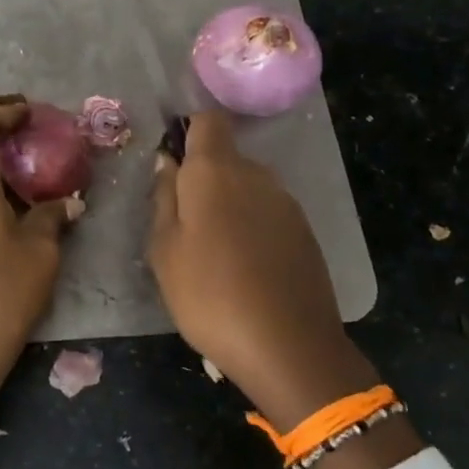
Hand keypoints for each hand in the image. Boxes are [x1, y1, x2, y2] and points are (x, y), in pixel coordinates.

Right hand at [149, 110, 419, 468]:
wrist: (288, 347)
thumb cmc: (209, 294)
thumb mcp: (164, 249)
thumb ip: (164, 198)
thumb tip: (167, 162)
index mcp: (216, 172)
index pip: (208, 121)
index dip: (188, 131)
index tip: (172, 163)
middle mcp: (256, 175)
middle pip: (226, 157)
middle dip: (203, 179)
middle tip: (182, 223)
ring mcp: (286, 203)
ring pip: (247, 187)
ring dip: (228, 205)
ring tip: (212, 253)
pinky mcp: (305, 232)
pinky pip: (268, 213)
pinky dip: (251, 227)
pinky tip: (243, 268)